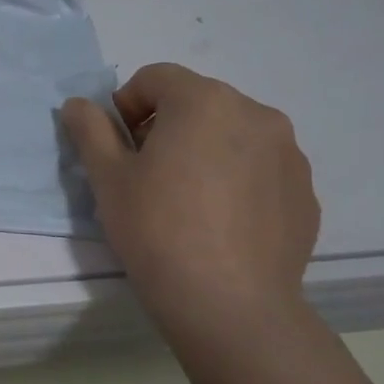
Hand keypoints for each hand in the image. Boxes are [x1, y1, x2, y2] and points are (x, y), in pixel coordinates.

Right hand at [61, 63, 319, 346]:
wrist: (230, 306)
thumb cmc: (157, 230)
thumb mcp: (107, 177)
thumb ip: (90, 129)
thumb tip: (77, 104)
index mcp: (203, 101)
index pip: (155, 77)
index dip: (127, 104)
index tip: (118, 147)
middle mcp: (255, 113)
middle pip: (198, 102)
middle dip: (167, 125)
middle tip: (147, 174)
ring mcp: (289, 153)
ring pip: (233, 134)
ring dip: (205, 149)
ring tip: (187, 200)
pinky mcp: (305, 192)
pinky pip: (261, 168)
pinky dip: (237, 179)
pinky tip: (220, 223)